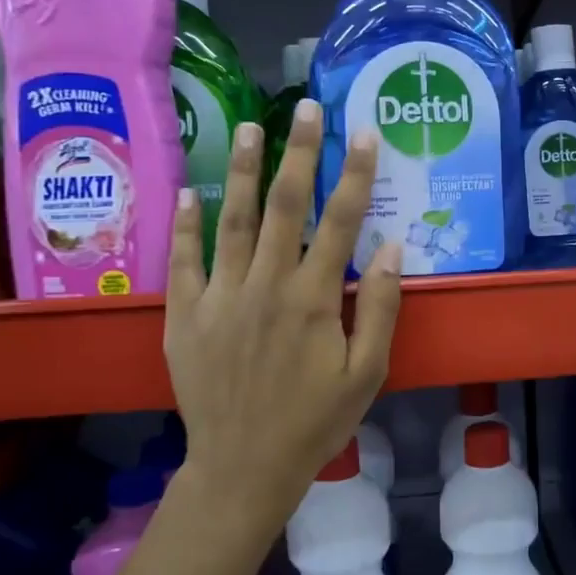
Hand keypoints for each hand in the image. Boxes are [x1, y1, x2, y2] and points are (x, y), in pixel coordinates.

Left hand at [162, 105, 403, 538]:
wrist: (244, 467)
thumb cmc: (315, 422)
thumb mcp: (367, 374)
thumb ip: (377, 308)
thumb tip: (390, 247)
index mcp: (312, 299)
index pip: (340, 221)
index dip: (354, 174)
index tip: (363, 134)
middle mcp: (265, 285)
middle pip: (283, 206)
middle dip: (298, 152)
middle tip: (305, 107)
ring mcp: (220, 298)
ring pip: (231, 220)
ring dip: (241, 170)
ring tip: (249, 127)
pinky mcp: (185, 316)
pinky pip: (185, 260)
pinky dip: (187, 224)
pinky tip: (190, 191)